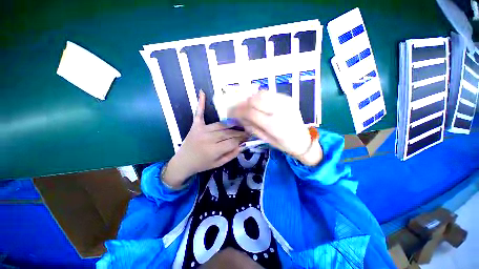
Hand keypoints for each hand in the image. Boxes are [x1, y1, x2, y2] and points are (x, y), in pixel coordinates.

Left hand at [163, 90, 248, 188]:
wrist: (183, 162)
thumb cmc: (202, 165)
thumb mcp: (219, 164)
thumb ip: (231, 155)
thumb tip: (242, 145)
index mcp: (214, 150)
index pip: (233, 142)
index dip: (242, 139)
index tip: (250, 136)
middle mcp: (208, 138)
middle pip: (228, 132)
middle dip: (240, 131)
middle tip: (248, 130)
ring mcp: (201, 130)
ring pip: (221, 124)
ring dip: (232, 123)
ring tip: (240, 123)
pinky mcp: (196, 126)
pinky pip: (199, 113)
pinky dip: (200, 103)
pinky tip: (202, 92)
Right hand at [230, 90, 321, 165]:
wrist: (303, 139)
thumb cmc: (283, 144)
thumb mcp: (265, 139)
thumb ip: (252, 127)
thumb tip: (240, 117)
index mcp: (274, 125)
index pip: (251, 113)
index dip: (239, 112)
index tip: (233, 113)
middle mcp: (280, 111)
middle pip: (256, 99)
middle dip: (245, 104)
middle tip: (241, 109)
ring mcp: (286, 102)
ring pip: (262, 93)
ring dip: (252, 99)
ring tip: (250, 107)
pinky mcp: (288, 98)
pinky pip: (270, 93)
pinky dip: (261, 97)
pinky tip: (260, 105)